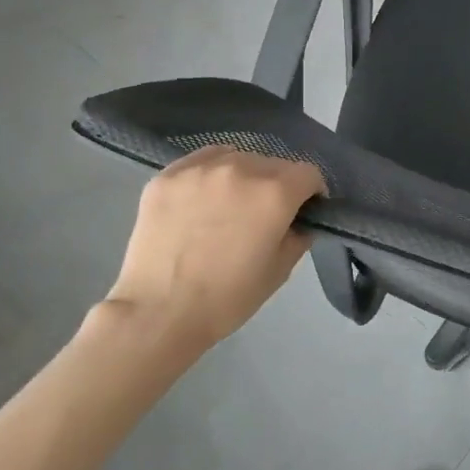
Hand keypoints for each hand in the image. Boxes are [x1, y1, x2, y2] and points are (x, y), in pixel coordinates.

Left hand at [102, 146, 325, 362]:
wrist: (158, 311)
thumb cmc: (228, 297)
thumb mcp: (280, 270)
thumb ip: (298, 235)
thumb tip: (299, 219)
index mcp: (275, 192)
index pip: (308, 173)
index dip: (311, 193)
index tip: (303, 211)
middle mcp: (241, 168)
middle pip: (274, 163)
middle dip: (278, 185)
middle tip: (263, 215)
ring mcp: (200, 168)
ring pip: (237, 157)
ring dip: (243, 176)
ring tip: (229, 205)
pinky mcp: (167, 175)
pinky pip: (201, 161)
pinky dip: (210, 174)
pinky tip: (202, 200)